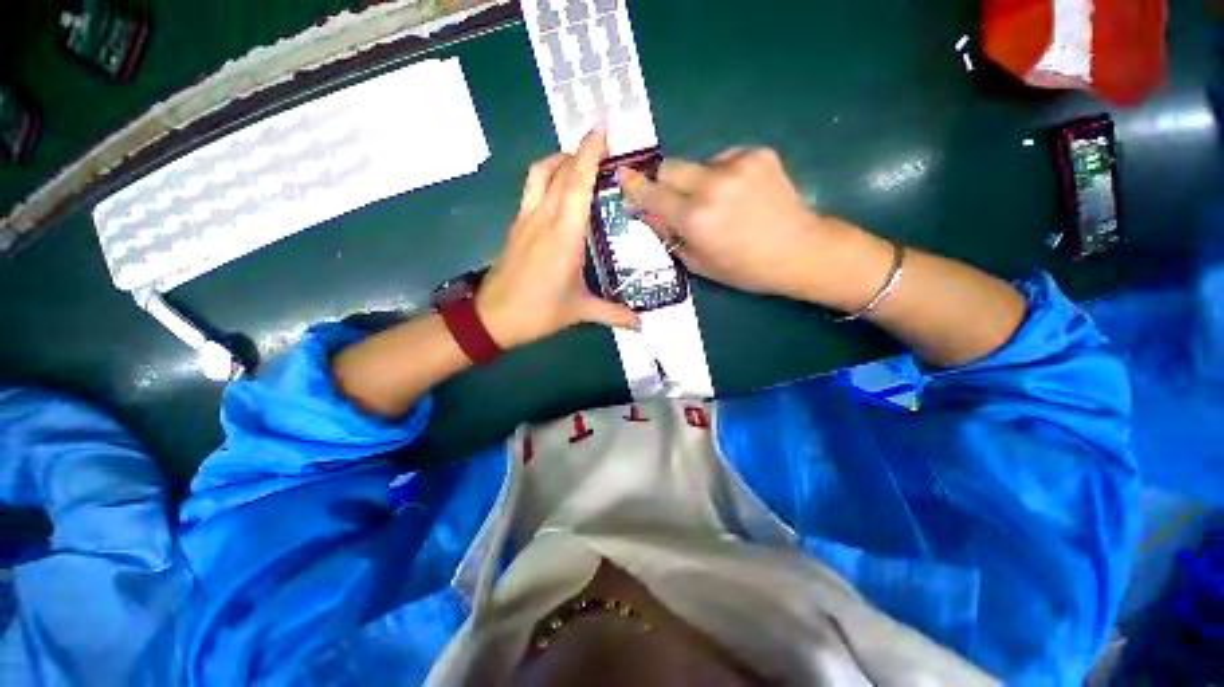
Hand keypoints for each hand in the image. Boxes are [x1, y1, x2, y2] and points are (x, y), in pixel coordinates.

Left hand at [476, 128, 640, 349]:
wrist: (492, 318)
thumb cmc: (538, 313)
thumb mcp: (579, 312)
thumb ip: (613, 314)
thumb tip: (640, 325)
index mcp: (563, 237)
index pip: (577, 185)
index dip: (589, 155)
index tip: (601, 130)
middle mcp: (543, 220)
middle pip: (559, 172)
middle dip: (579, 152)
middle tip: (600, 144)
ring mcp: (525, 221)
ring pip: (539, 175)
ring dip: (559, 161)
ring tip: (578, 162)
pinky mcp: (515, 226)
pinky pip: (531, 190)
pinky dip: (547, 178)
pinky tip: (558, 191)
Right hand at [619, 147, 874, 304]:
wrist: (799, 251)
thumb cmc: (745, 268)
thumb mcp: (698, 263)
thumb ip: (670, 236)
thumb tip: (651, 213)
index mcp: (695, 218)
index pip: (652, 193)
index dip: (635, 187)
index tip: (623, 178)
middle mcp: (712, 185)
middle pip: (670, 166)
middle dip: (666, 182)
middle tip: (677, 200)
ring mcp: (737, 165)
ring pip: (698, 163)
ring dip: (698, 181)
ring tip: (720, 203)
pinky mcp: (758, 154)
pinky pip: (725, 159)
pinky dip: (724, 174)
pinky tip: (740, 194)